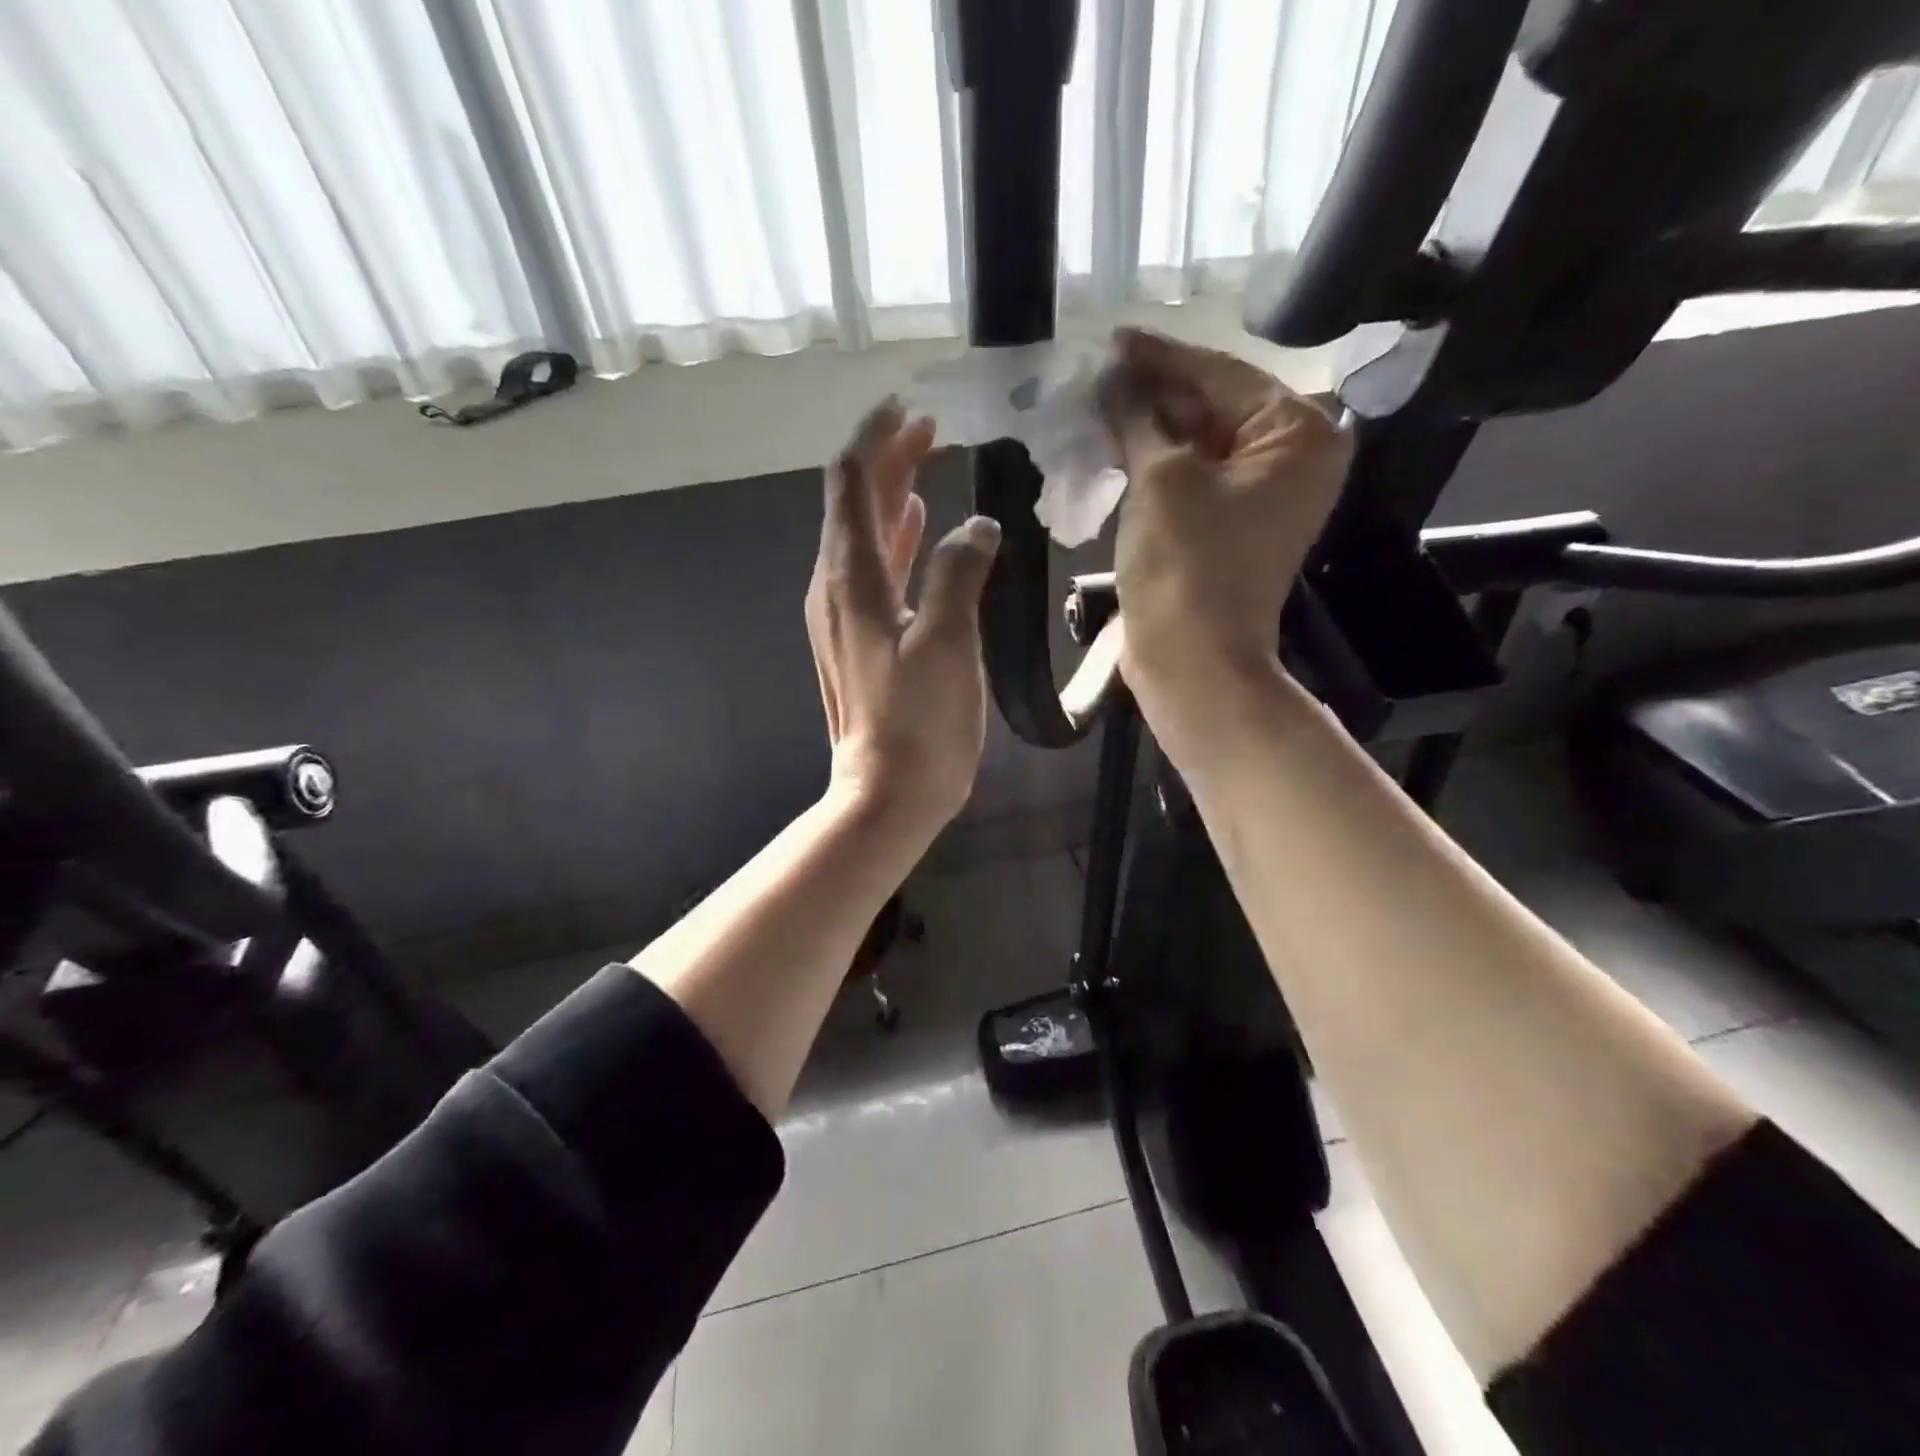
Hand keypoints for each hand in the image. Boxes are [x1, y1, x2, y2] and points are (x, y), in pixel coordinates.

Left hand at [807, 399, 1001, 835]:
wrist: (888, 793)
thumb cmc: (919, 722)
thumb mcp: (947, 641)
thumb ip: (959, 572)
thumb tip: (975, 524)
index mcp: (851, 578)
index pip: (852, 482)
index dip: (876, 438)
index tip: (909, 407)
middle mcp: (836, 587)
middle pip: (854, 502)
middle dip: (887, 459)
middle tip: (929, 429)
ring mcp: (843, 615)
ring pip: (862, 534)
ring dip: (892, 495)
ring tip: (927, 462)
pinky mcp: (859, 639)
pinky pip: (873, 570)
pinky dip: (895, 539)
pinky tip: (922, 528)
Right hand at [1100, 329, 1351, 759]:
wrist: (1191, 660)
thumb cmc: (1186, 564)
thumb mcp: (1160, 478)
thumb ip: (1139, 417)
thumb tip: (1113, 375)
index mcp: (1297, 434)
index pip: (1221, 374)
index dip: (1160, 357)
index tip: (1112, 339)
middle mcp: (1290, 459)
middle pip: (1213, 406)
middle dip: (1153, 393)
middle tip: (1096, 375)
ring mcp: (1260, 496)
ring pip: (1198, 443)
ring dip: (1147, 428)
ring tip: (1095, 405)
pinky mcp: (1229, 526)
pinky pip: (1191, 478)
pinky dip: (1154, 464)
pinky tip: (1113, 447)